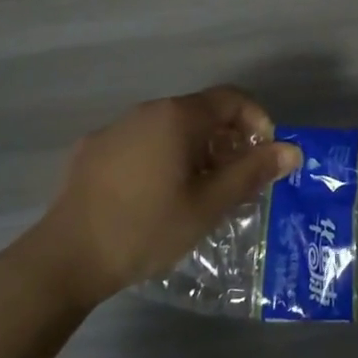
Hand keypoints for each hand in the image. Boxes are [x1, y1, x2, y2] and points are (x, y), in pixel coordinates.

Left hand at [8, 87, 300, 308]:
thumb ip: (252, 172)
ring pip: (170, 129)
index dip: (257, 122)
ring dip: (196, 151)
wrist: (65, 258)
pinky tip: (156, 198)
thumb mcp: (209, 205)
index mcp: (176, 116)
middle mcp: (146, 111)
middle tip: (236, 182)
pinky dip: (163, 159)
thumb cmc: (146, 228)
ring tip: (200, 193)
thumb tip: (292, 150)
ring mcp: (115, 129)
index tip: (264, 157)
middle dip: (227, 141)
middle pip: (201, 112)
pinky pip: (142, 143)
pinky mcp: (93, 151)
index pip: (231, 99)